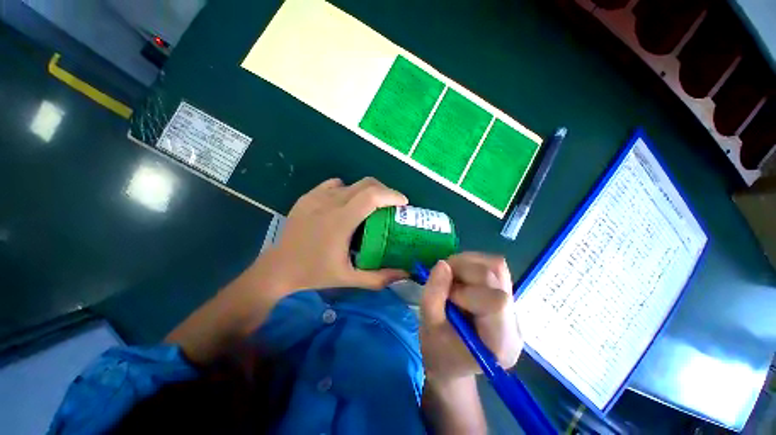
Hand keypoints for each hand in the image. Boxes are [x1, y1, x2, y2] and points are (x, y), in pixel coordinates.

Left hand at [254, 177, 408, 295]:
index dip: (391, 195)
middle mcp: (329, 203)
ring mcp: (316, 197)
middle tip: (391, 206)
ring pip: (352, 184)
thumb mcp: (349, 278)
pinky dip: (348, 190)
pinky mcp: (308, 196)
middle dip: (384, 191)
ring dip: (368, 192)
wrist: (278, 267)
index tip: (403, 203)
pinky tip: (347, 205)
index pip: (371, 196)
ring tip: (371, 207)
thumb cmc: (314, 273)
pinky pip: (335, 185)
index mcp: (340, 221)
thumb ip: (379, 277)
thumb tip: (405, 273)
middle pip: (365, 184)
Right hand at [420, 253, 522, 385]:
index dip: (465, 291)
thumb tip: (442, 263)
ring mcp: (513, 306)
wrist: (452, 362)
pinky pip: (493, 267)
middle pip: (495, 276)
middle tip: (443, 280)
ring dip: (466, 263)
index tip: (446, 299)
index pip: (495, 301)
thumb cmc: (439, 352)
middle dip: (462, 270)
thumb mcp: (428, 327)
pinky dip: (471, 264)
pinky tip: (459, 277)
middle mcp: (514, 321)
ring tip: (450, 277)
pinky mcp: (505, 294)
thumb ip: (433, 295)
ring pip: (496, 266)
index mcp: (501, 342)